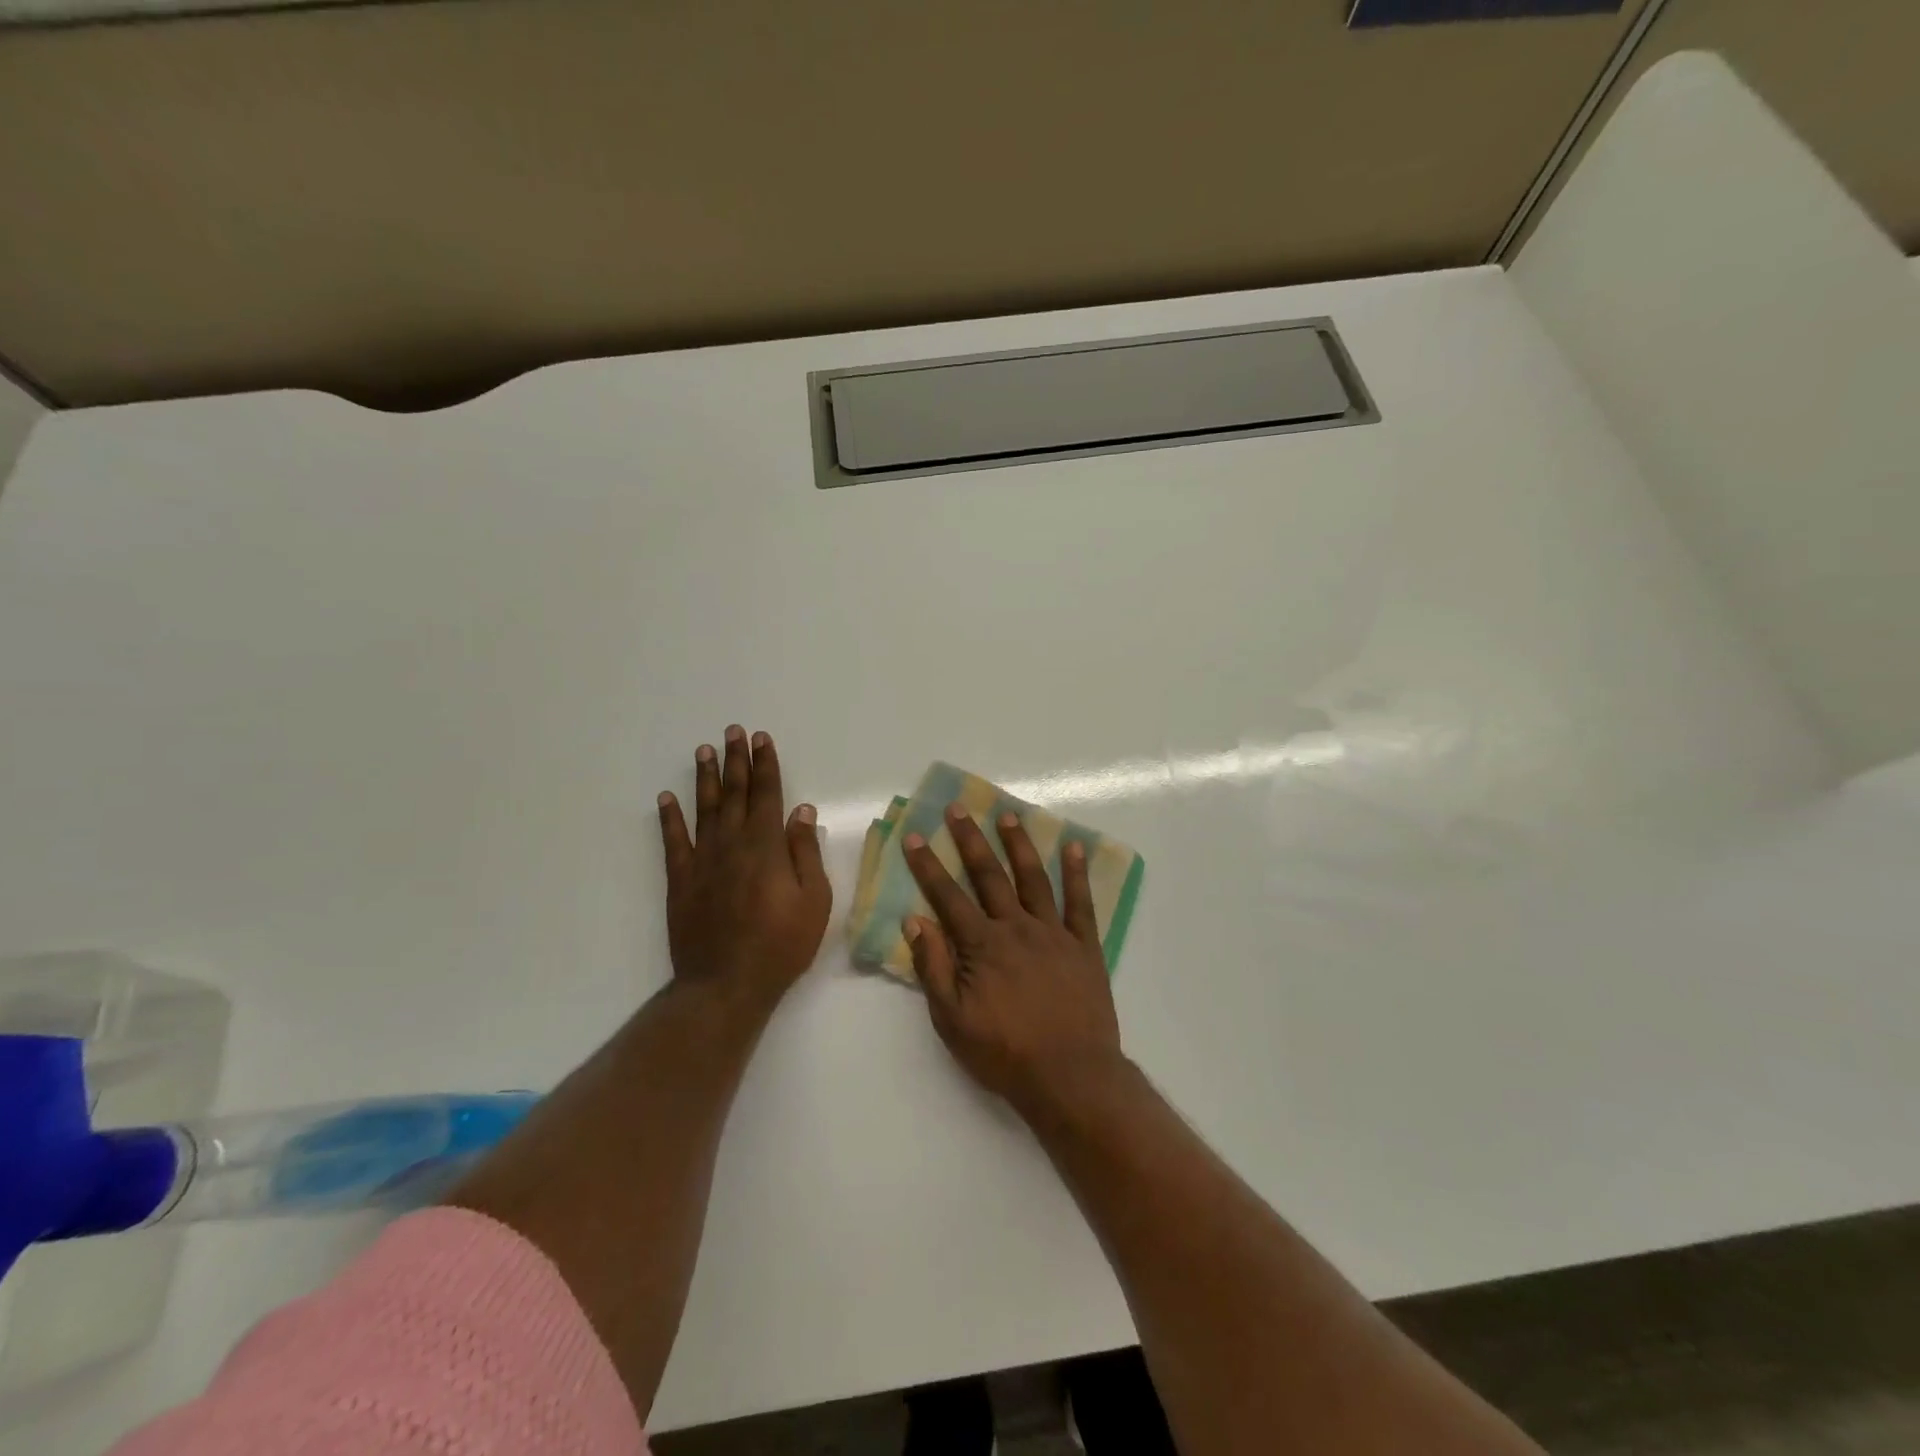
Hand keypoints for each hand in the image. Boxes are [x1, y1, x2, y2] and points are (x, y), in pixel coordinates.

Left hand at [657, 726, 830, 1006]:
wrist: (726, 984)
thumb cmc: (781, 945)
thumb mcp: (814, 901)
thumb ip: (806, 853)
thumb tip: (802, 812)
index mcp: (767, 847)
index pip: (767, 794)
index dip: (766, 765)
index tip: (761, 739)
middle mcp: (732, 844)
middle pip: (734, 793)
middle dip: (736, 760)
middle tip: (733, 731)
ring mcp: (702, 861)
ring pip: (703, 809)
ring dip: (705, 778)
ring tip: (704, 750)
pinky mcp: (681, 881)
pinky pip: (673, 842)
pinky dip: (669, 818)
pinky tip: (667, 798)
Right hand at [903, 805, 1123, 1115]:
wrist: (1070, 1076)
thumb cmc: (1005, 1052)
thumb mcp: (952, 1020)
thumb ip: (933, 967)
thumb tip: (915, 920)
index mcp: (982, 945)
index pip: (948, 896)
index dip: (928, 865)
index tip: (914, 836)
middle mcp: (1016, 927)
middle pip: (990, 875)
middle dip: (970, 840)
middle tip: (958, 808)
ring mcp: (1054, 933)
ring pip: (1033, 878)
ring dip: (1019, 845)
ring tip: (1008, 816)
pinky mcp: (1084, 946)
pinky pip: (1081, 903)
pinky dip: (1077, 873)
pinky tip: (1073, 847)